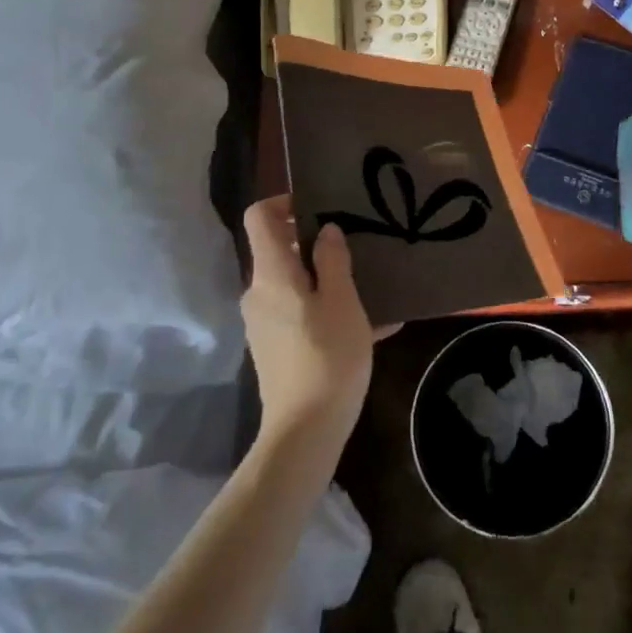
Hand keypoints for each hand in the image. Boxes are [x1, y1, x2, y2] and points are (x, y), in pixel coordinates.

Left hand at [240, 196, 380, 449]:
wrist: (305, 430)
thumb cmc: (328, 357)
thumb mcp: (343, 302)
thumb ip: (333, 260)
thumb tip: (325, 231)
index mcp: (272, 274)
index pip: (259, 216)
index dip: (284, 201)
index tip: (321, 207)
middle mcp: (258, 292)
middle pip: (279, 249)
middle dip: (316, 243)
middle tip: (358, 246)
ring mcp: (263, 322)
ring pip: (294, 283)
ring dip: (327, 279)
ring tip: (372, 287)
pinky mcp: (274, 347)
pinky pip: (299, 312)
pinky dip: (327, 309)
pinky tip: (372, 326)